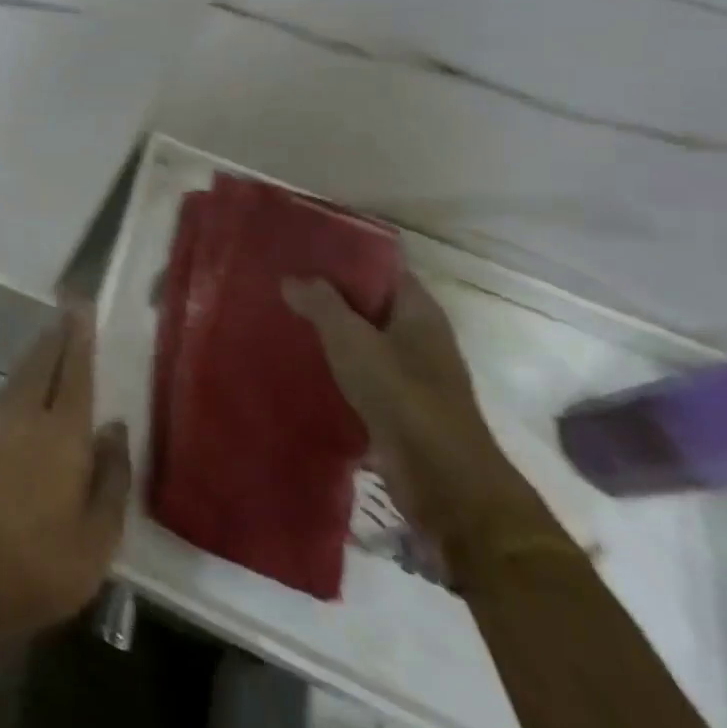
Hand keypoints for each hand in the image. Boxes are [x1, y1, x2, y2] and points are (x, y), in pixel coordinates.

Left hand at [0, 310, 131, 648]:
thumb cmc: (46, 564)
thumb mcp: (100, 534)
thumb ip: (111, 475)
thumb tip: (115, 427)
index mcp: (61, 434)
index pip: (74, 373)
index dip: (79, 339)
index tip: (81, 309)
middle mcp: (24, 416)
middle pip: (41, 363)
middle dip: (56, 336)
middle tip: (67, 313)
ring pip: (19, 376)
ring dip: (36, 354)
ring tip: (50, 341)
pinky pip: (4, 394)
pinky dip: (21, 379)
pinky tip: (25, 386)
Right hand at [282, 272, 531, 554]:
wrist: (443, 479)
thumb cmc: (401, 394)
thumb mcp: (351, 339)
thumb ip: (320, 304)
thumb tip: (290, 278)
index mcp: (419, 311)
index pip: (383, 268)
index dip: (347, 257)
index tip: (304, 249)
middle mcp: (420, 336)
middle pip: (371, 302)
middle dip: (331, 293)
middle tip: (283, 280)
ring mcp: (412, 372)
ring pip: (364, 337)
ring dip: (331, 330)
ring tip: (284, 316)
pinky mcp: (398, 404)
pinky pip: (361, 370)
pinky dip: (336, 363)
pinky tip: (302, 360)